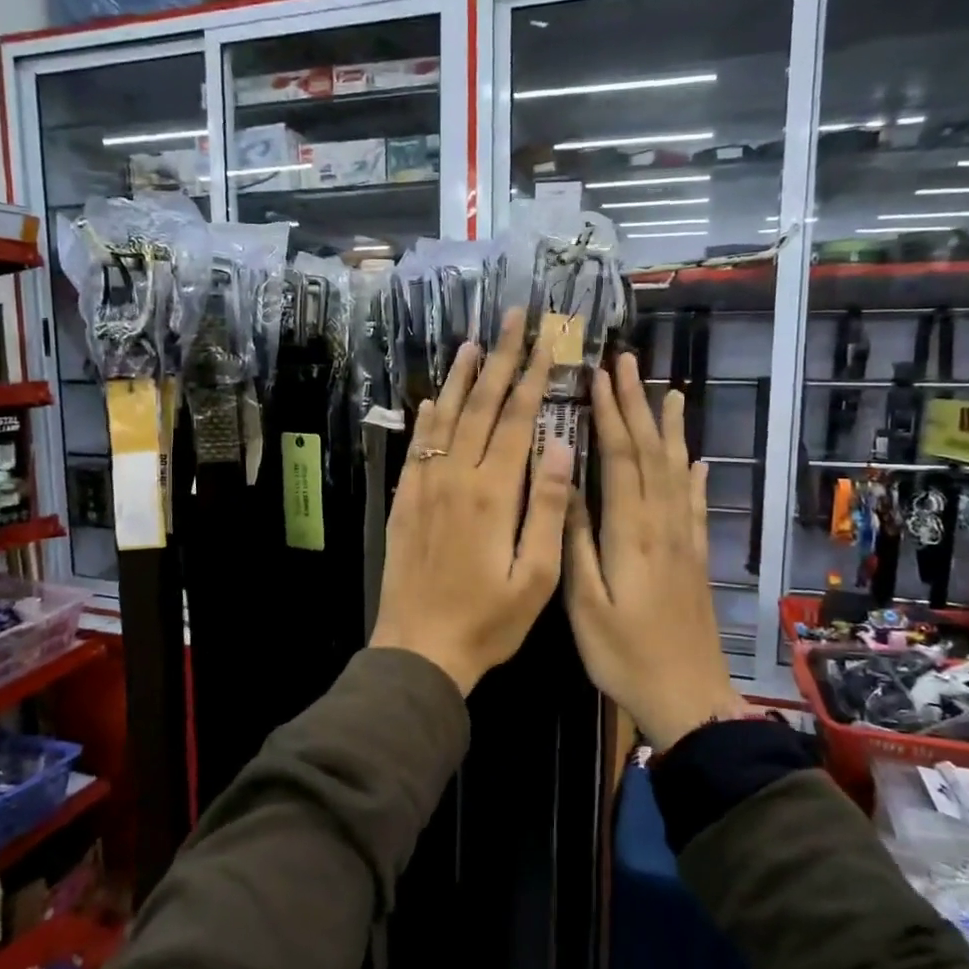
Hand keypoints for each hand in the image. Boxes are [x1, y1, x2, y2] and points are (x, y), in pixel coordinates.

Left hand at [370, 309, 572, 695]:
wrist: (419, 648)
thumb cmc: (487, 620)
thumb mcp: (536, 576)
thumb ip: (550, 509)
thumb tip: (563, 448)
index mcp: (493, 493)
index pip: (516, 420)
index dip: (533, 378)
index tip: (546, 342)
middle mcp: (456, 478)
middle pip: (480, 407)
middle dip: (501, 360)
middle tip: (513, 319)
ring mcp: (425, 487)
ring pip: (445, 418)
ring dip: (461, 378)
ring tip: (474, 343)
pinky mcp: (406, 501)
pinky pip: (417, 447)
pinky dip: (428, 417)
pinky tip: (433, 398)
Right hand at [564, 352, 757, 748]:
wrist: (689, 699)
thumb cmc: (625, 655)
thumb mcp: (585, 603)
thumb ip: (576, 541)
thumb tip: (565, 484)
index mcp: (630, 532)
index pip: (621, 457)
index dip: (610, 414)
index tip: (598, 376)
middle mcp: (662, 524)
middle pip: (651, 452)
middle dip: (637, 405)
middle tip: (627, 363)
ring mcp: (683, 539)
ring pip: (676, 470)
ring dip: (669, 429)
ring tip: (668, 392)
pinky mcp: (695, 557)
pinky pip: (695, 504)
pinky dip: (694, 475)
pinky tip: (697, 460)